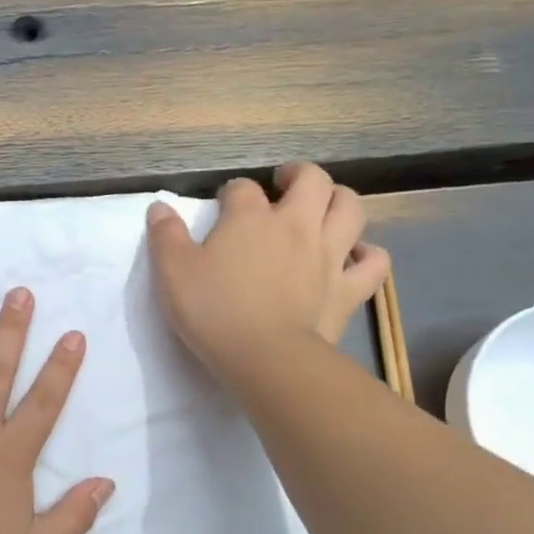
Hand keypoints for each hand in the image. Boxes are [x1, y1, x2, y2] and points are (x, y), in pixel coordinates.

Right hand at [146, 163, 389, 383]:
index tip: (222, 207)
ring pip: (350, 209)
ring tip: (324, 207)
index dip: (231, 193)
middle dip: (298, 175)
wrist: (266, 358)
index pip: (241, 188)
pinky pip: (374, 262)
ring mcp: (329, 255)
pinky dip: (368, 254)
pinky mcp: (349, 289)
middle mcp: (295, 225)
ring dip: (339, 200)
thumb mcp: (172, 273)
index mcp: (250, 218)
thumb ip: (165, 237)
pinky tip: (355, 256)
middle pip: (311, 180)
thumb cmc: (214, 312)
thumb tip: (159, 208)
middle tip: (284, 184)